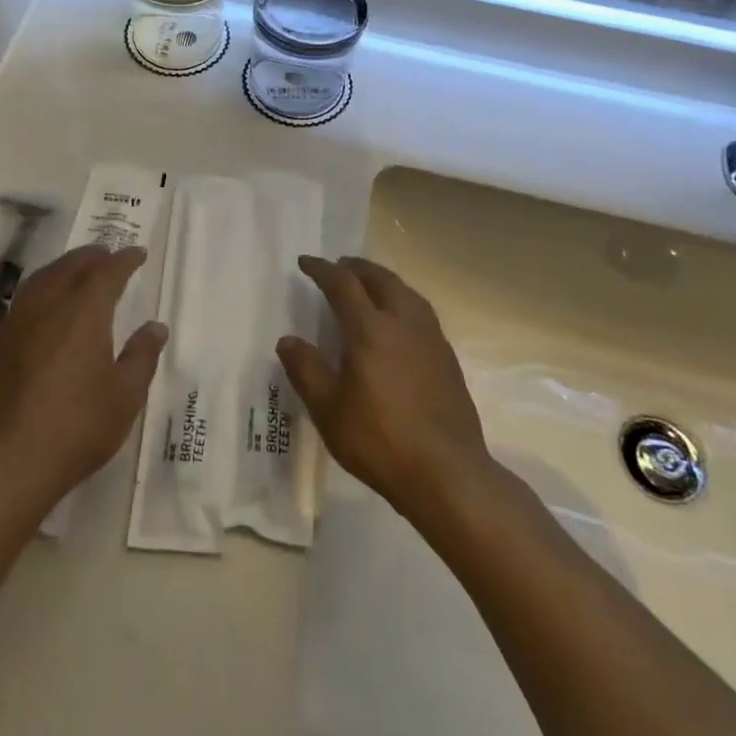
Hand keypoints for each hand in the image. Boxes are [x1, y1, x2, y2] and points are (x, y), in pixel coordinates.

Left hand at [0, 245, 166, 521]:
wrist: (6, 462)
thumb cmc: (76, 427)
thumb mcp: (124, 397)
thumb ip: (141, 357)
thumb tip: (155, 327)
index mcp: (83, 312)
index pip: (107, 273)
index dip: (124, 260)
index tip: (137, 253)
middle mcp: (48, 306)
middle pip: (70, 267)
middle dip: (91, 257)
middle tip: (106, 253)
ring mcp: (17, 324)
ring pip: (42, 279)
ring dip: (63, 267)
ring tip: (76, 269)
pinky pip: (24, 300)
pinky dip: (42, 288)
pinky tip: (46, 306)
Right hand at [278, 255, 491, 521]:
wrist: (448, 473)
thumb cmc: (380, 440)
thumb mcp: (328, 410)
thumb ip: (306, 370)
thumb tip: (288, 340)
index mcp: (370, 329)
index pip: (343, 285)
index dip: (323, 270)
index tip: (306, 262)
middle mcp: (403, 323)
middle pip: (381, 279)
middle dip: (357, 267)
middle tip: (339, 266)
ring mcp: (431, 339)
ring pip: (407, 292)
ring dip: (384, 280)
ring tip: (370, 285)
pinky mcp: (448, 358)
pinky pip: (421, 312)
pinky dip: (403, 301)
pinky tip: (399, 321)